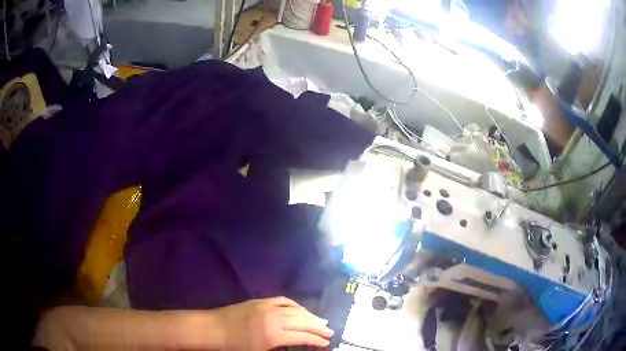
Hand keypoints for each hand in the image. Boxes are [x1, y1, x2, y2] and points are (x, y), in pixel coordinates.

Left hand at [214, 297, 333, 349]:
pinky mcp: (261, 301)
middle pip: (303, 321)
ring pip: (296, 309)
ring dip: (310, 315)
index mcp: (273, 336)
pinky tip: (301, 310)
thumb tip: (296, 344)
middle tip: (330, 331)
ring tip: (321, 321)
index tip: (326, 343)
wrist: (214, 329)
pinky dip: (295, 305)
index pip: (302, 336)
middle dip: (318, 327)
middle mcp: (274, 319)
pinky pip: (283, 300)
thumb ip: (280, 348)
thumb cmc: (235, 346)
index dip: (316, 340)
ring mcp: (267, 307)